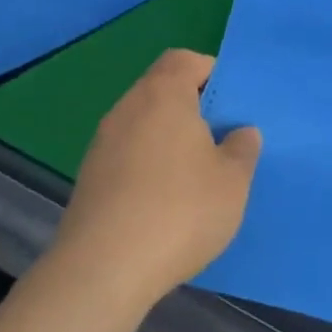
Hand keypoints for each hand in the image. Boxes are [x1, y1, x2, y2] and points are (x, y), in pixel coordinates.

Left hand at [54, 49, 261, 311]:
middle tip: (223, 138)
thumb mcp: (233, 181)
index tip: (233, 102)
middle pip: (162, 90)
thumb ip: (242, 148)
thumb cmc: (179, 212)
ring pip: (144, 124)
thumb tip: (240, 132)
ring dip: (170, 139)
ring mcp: (102, 145)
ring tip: (198, 173)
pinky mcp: (90, 179)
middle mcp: (127, 110)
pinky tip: (167, 201)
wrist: (102, 272)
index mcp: (163, 96)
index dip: (211, 71)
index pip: (184, 59)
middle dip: (194, 108)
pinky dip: (149, 165)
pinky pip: (128, 155)